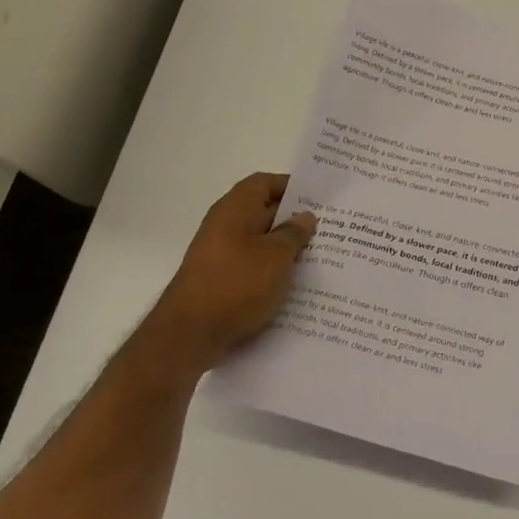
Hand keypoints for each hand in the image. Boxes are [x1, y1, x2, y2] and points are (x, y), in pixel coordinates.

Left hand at [154, 172, 315, 370]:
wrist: (190, 335)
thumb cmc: (237, 285)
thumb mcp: (277, 256)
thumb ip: (294, 233)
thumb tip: (305, 216)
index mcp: (235, 208)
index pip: (264, 183)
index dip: (292, 186)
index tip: (319, 198)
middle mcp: (224, 226)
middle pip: (263, 212)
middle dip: (294, 220)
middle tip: (329, 228)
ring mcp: (220, 254)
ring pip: (260, 242)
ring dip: (285, 248)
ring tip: (319, 257)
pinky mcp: (220, 280)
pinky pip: (252, 266)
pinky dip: (272, 270)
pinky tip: (295, 284)